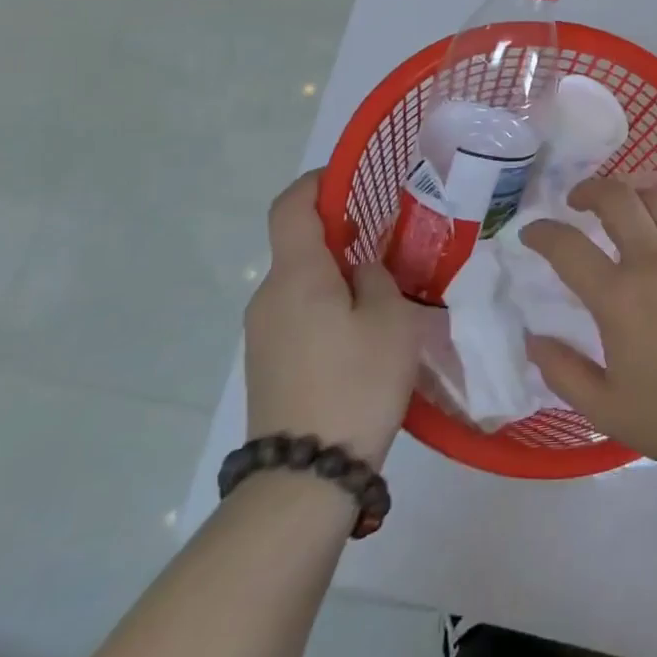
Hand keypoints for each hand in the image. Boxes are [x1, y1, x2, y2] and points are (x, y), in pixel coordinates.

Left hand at [244, 171, 417, 465]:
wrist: (305, 476)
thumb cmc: (355, 383)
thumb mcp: (391, 320)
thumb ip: (378, 278)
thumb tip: (361, 271)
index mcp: (297, 275)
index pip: (291, 206)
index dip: (319, 182)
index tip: (355, 180)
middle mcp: (269, 296)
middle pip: (300, 245)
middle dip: (344, 234)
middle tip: (393, 242)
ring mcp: (263, 333)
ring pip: (303, 283)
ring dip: (339, 275)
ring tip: (387, 292)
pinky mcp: (268, 363)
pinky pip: (299, 314)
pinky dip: (329, 306)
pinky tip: (364, 334)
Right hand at [521, 177, 656, 483]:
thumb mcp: (607, 410)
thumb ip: (563, 372)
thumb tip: (535, 340)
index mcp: (620, 298)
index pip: (568, 246)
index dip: (542, 233)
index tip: (530, 234)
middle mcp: (656, 263)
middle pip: (618, 197)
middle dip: (589, 188)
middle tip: (575, 202)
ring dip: (629, 194)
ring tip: (617, 210)